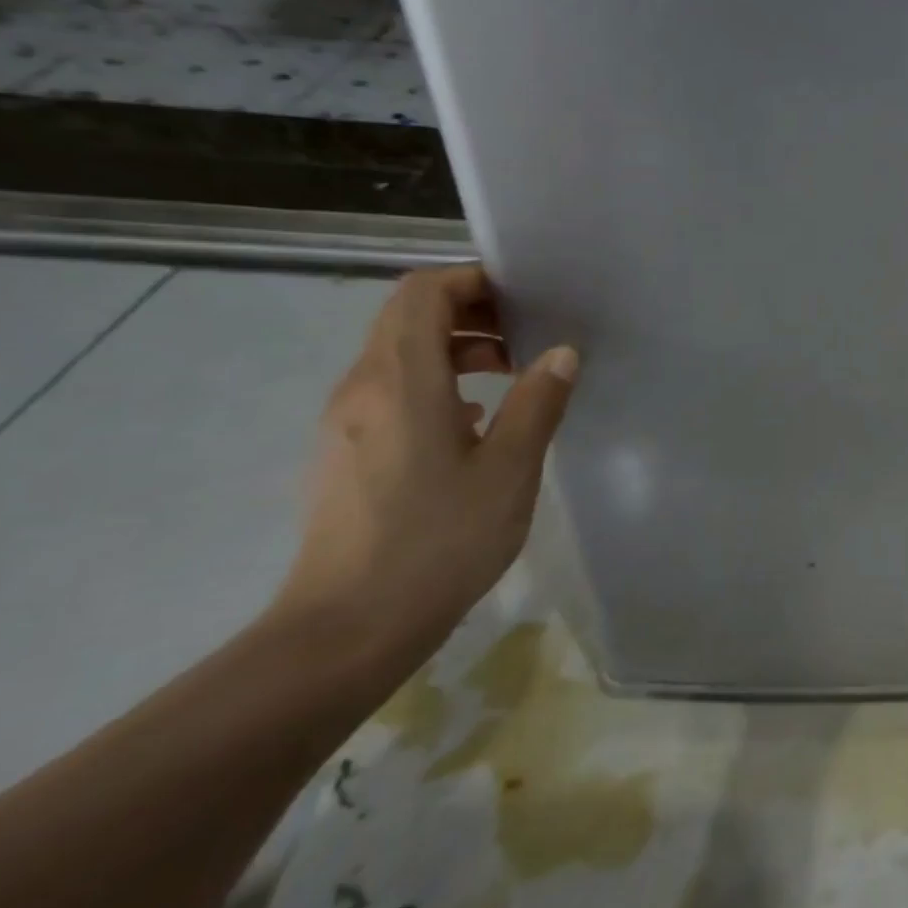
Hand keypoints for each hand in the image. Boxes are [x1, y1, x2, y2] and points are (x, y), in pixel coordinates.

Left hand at [278, 265, 578, 662]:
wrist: (349, 627)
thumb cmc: (439, 541)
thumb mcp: (509, 470)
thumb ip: (537, 403)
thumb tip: (561, 353)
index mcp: (401, 380)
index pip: (423, 293)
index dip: (472, 281)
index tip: (525, 299)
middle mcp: (362, 388)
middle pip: (408, 319)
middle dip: (470, 313)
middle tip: (530, 336)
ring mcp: (347, 422)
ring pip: (399, 356)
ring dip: (455, 350)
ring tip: (512, 376)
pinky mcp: (345, 453)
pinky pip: (392, 392)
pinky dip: (436, 384)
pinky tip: (476, 422)